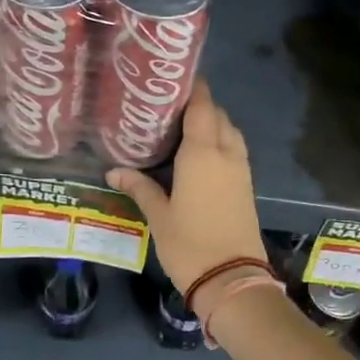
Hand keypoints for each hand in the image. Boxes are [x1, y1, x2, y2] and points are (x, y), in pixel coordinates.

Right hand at [107, 82, 267, 293]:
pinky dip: (221, 141)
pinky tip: (199, 154)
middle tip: (169, 107)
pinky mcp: (246, 185)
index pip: (201, 106)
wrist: (232, 279)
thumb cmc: (189, 244)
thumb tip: (113, 171)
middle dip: (199, 105)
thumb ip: (139, 187)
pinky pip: (235, 149)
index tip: (174, 79)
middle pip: (217, 115)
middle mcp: (225, 153)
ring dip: (212, 123)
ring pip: (230, 131)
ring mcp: (240, 169)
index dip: (193, 88)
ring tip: (183, 128)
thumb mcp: (158, 215)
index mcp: (202, 153)